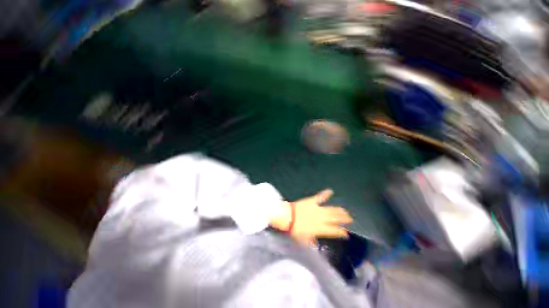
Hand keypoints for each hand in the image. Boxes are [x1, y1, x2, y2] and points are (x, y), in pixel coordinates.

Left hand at [271, 189, 352, 244]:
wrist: (288, 217)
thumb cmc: (295, 230)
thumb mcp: (303, 240)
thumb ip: (311, 241)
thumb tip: (315, 243)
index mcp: (320, 229)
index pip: (334, 231)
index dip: (341, 232)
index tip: (346, 233)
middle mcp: (322, 219)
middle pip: (335, 219)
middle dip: (344, 219)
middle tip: (350, 219)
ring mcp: (317, 209)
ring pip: (331, 209)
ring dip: (339, 210)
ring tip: (345, 210)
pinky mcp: (312, 201)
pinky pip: (320, 197)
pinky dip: (325, 193)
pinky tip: (330, 191)